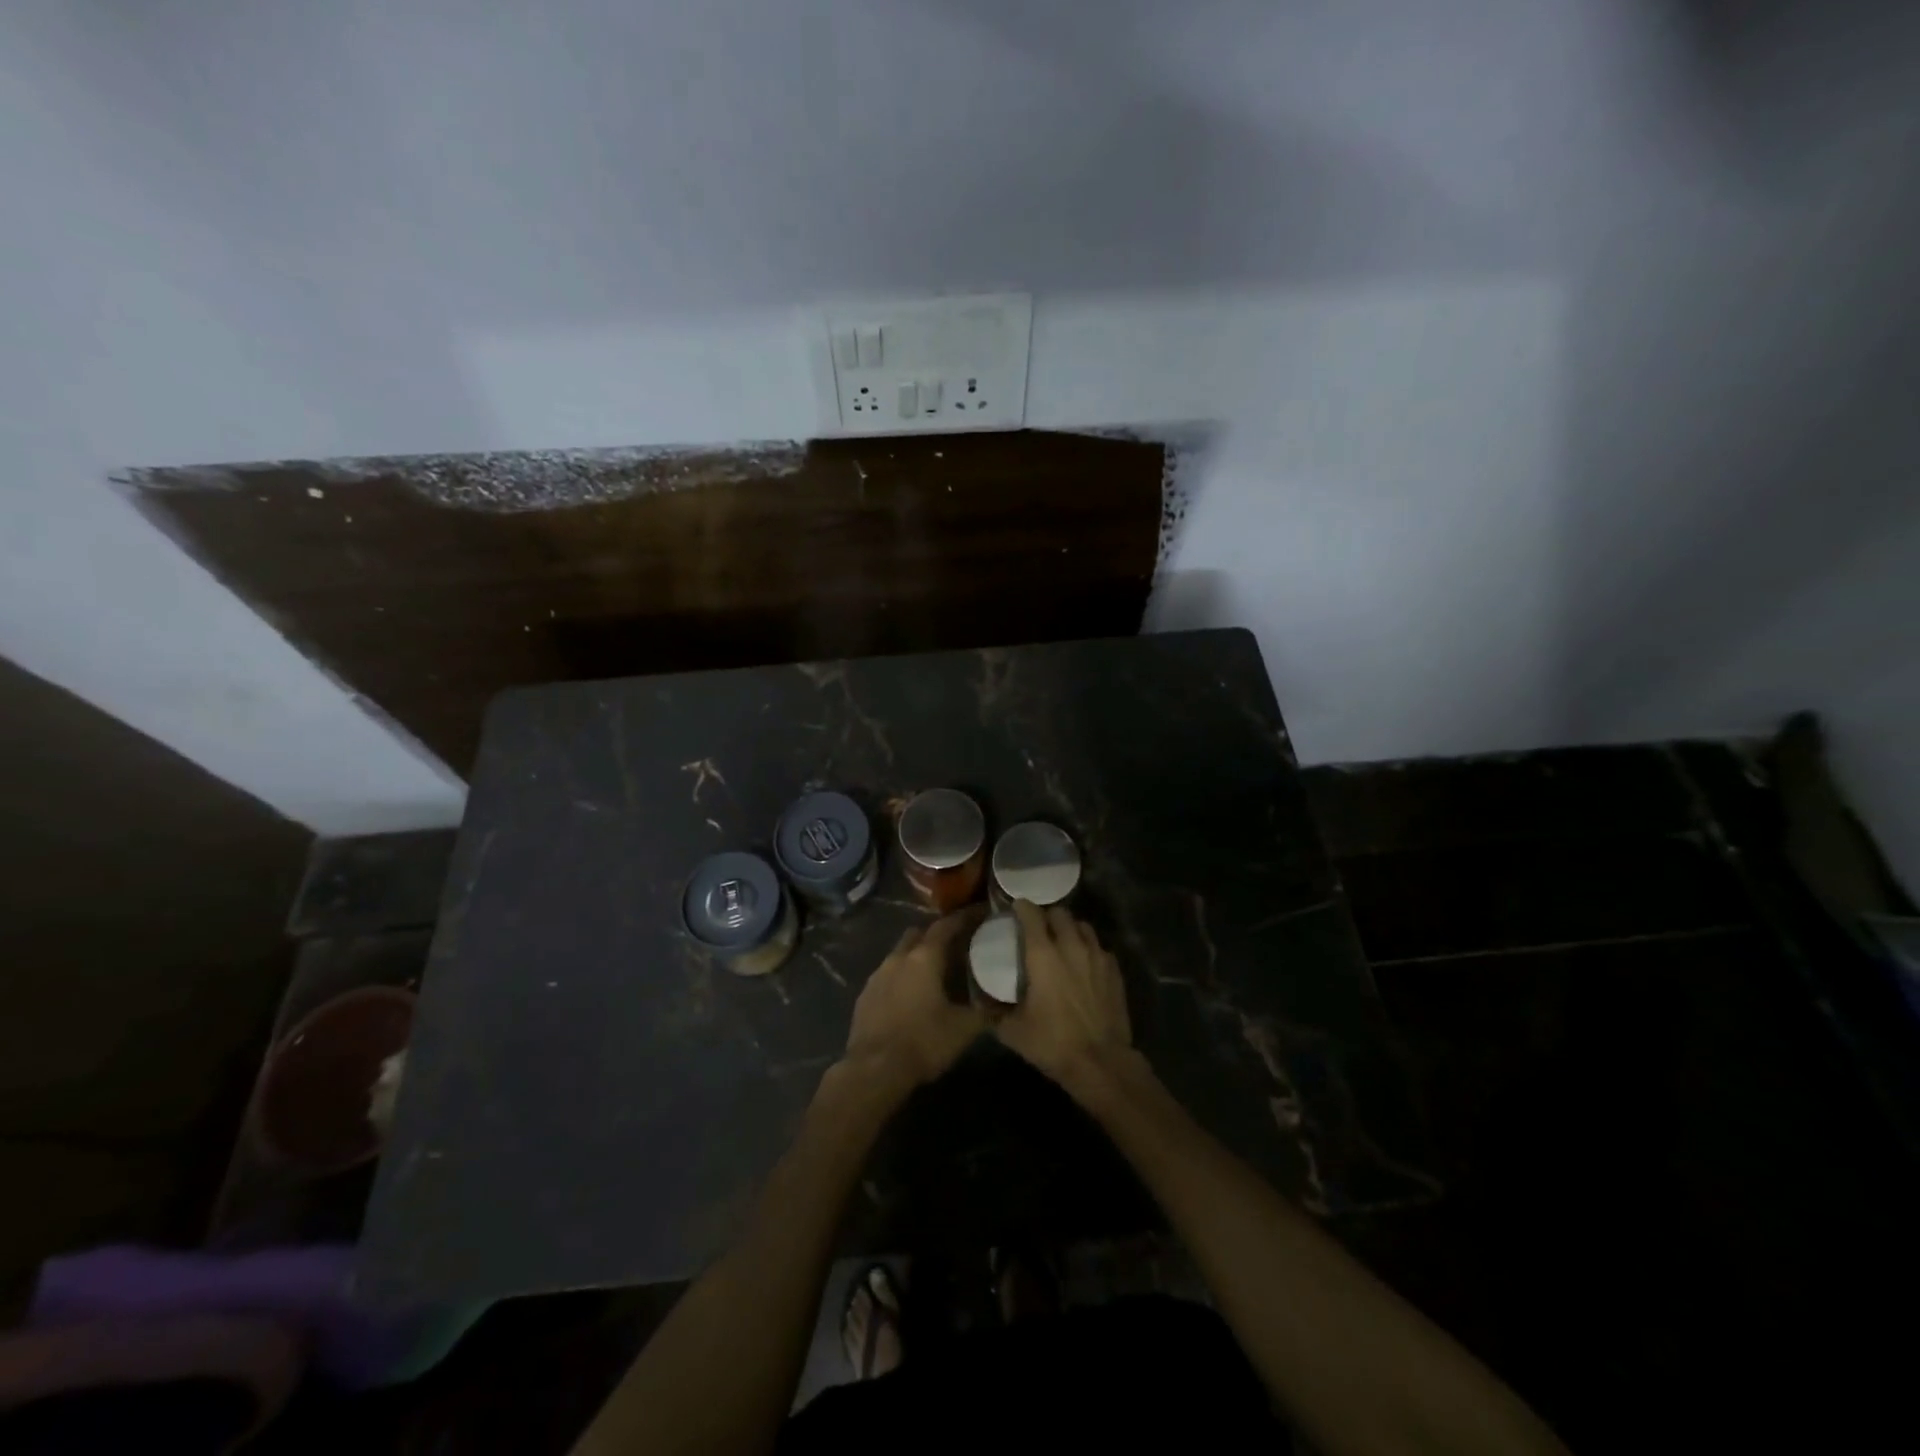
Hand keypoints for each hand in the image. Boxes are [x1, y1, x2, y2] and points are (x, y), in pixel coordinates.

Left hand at [843, 911, 986, 1088]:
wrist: (873, 1070)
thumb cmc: (923, 1042)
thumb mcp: (964, 1029)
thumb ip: (986, 1010)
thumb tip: (1003, 1001)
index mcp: (924, 957)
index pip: (947, 925)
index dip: (965, 917)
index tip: (980, 912)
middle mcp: (898, 957)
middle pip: (919, 933)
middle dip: (936, 935)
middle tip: (956, 945)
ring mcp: (877, 975)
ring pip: (900, 954)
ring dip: (916, 956)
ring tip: (934, 972)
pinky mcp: (864, 995)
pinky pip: (887, 975)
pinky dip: (901, 977)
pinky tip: (911, 995)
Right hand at [995, 901, 1132, 1083]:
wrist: (1101, 1062)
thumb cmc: (1052, 1043)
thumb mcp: (1012, 1031)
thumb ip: (992, 1012)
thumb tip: (978, 1002)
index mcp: (1043, 955)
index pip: (1032, 915)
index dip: (1022, 907)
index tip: (1015, 908)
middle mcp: (1071, 946)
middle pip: (1060, 914)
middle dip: (1047, 916)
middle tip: (1039, 928)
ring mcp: (1096, 956)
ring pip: (1083, 926)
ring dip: (1070, 928)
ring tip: (1062, 941)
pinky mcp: (1114, 970)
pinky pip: (1099, 947)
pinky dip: (1088, 948)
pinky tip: (1084, 963)